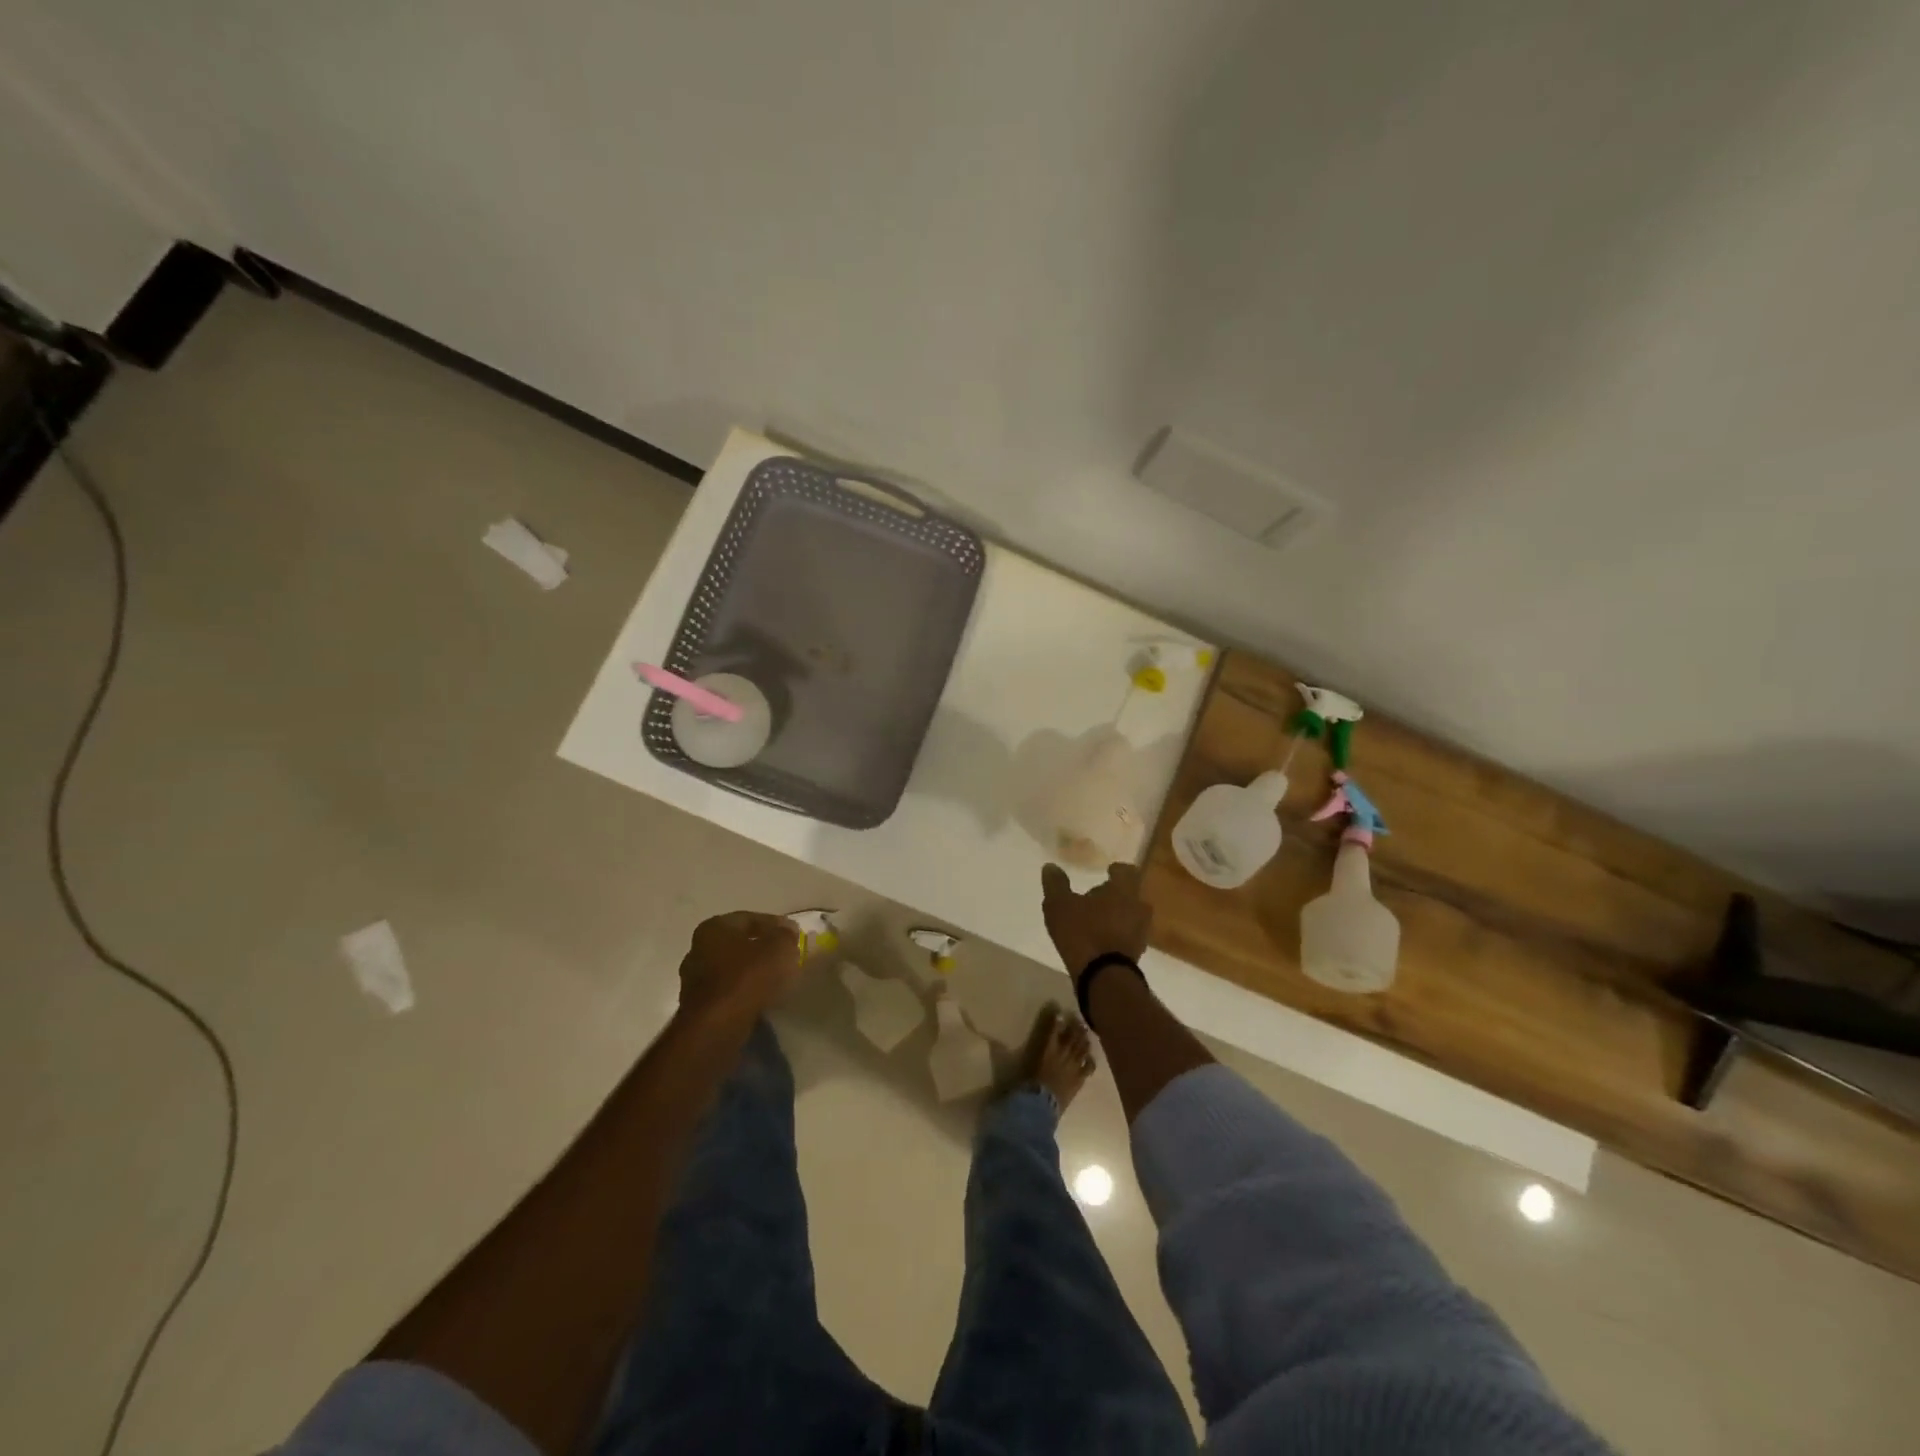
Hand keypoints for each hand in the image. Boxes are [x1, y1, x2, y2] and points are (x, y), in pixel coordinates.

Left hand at [677, 911, 801, 1023]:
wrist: (717, 1027)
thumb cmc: (747, 978)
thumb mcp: (779, 947)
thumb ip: (785, 935)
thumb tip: (786, 932)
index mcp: (714, 928)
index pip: (749, 919)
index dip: (775, 924)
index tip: (794, 933)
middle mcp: (698, 950)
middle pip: (738, 944)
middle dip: (762, 948)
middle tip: (786, 955)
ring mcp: (694, 981)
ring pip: (732, 969)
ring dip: (753, 972)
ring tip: (778, 979)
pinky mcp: (698, 1008)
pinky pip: (728, 992)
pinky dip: (745, 992)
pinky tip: (763, 999)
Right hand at [1040, 862, 1150, 981]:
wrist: (1103, 977)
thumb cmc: (1082, 932)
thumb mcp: (1059, 905)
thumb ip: (1056, 884)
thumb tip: (1050, 866)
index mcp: (1123, 890)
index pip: (1127, 871)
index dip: (1117, 870)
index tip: (1108, 871)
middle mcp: (1138, 907)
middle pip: (1131, 894)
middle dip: (1117, 895)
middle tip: (1099, 897)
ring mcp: (1141, 932)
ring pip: (1132, 916)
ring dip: (1119, 916)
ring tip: (1098, 920)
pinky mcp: (1138, 954)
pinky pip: (1129, 936)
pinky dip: (1118, 935)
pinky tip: (1101, 940)